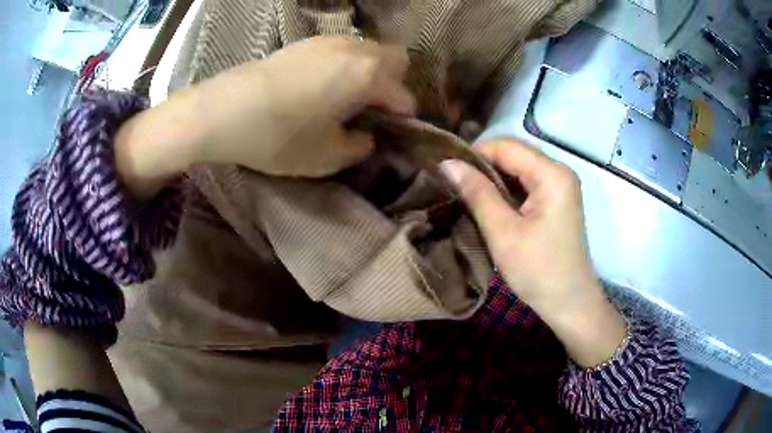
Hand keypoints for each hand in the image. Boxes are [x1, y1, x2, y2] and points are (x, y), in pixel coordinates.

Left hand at [194, 36, 415, 176]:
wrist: (224, 110)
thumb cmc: (279, 136)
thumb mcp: (326, 157)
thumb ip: (358, 148)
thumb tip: (366, 137)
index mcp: (368, 76)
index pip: (404, 96)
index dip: (403, 117)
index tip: (390, 133)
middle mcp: (354, 50)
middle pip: (395, 59)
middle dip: (393, 83)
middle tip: (371, 109)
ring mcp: (328, 41)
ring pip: (367, 50)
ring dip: (369, 71)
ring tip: (346, 97)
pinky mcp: (304, 42)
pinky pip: (341, 49)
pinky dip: (344, 64)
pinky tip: (321, 85)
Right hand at [440, 140, 626, 366]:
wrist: (569, 304)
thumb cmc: (539, 270)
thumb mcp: (503, 232)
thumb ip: (477, 193)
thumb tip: (447, 163)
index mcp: (552, 174)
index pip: (507, 146)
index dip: (474, 154)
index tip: (446, 171)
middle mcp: (559, 172)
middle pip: (514, 155)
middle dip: (482, 166)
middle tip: (451, 182)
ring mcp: (559, 187)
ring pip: (518, 170)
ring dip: (492, 179)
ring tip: (463, 192)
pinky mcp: (556, 202)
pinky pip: (526, 186)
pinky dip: (505, 191)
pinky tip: (486, 203)